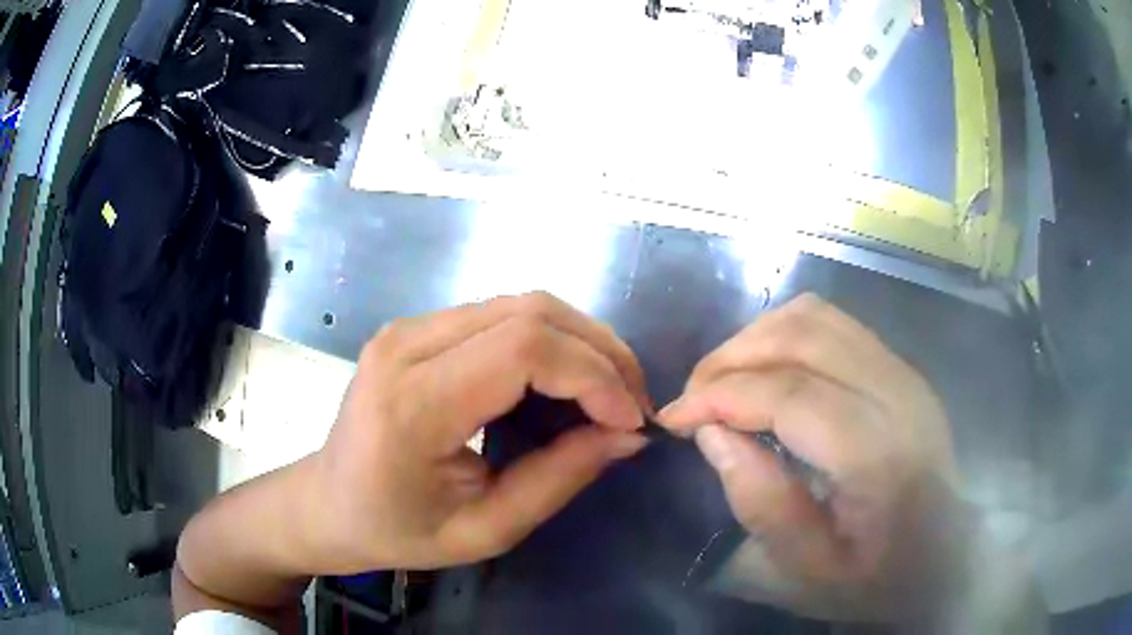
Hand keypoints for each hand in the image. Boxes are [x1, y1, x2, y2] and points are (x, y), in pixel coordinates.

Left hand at [306, 292, 649, 572]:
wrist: (328, 503)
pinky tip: (564, 381)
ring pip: (521, 304)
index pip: (524, 349)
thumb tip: (627, 434)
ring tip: (608, 393)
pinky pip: (500, 316)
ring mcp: (407, 328)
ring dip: (579, 343)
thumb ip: (559, 479)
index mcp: (414, 403)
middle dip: (599, 352)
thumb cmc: (397, 531)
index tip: (629, 420)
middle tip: (630, 402)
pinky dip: (548, 342)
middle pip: (530, 311)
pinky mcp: (416, 328)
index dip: (594, 375)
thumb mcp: (485, 531)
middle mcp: (406, 345)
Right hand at [659, 294, 961, 618]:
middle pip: (802, 337)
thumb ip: (761, 506)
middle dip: (731, 359)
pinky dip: (785, 335)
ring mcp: (903, 372)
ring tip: (723, 383)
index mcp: (880, 456)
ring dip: (756, 339)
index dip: (721, 396)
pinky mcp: (900, 367)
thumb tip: (712, 435)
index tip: (673, 419)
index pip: (791, 394)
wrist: (943, 558)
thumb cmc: (877, 577)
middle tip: (694, 400)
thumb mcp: (808, 574)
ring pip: (815, 317)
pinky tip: (767, 372)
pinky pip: (832, 324)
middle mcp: (898, 394)